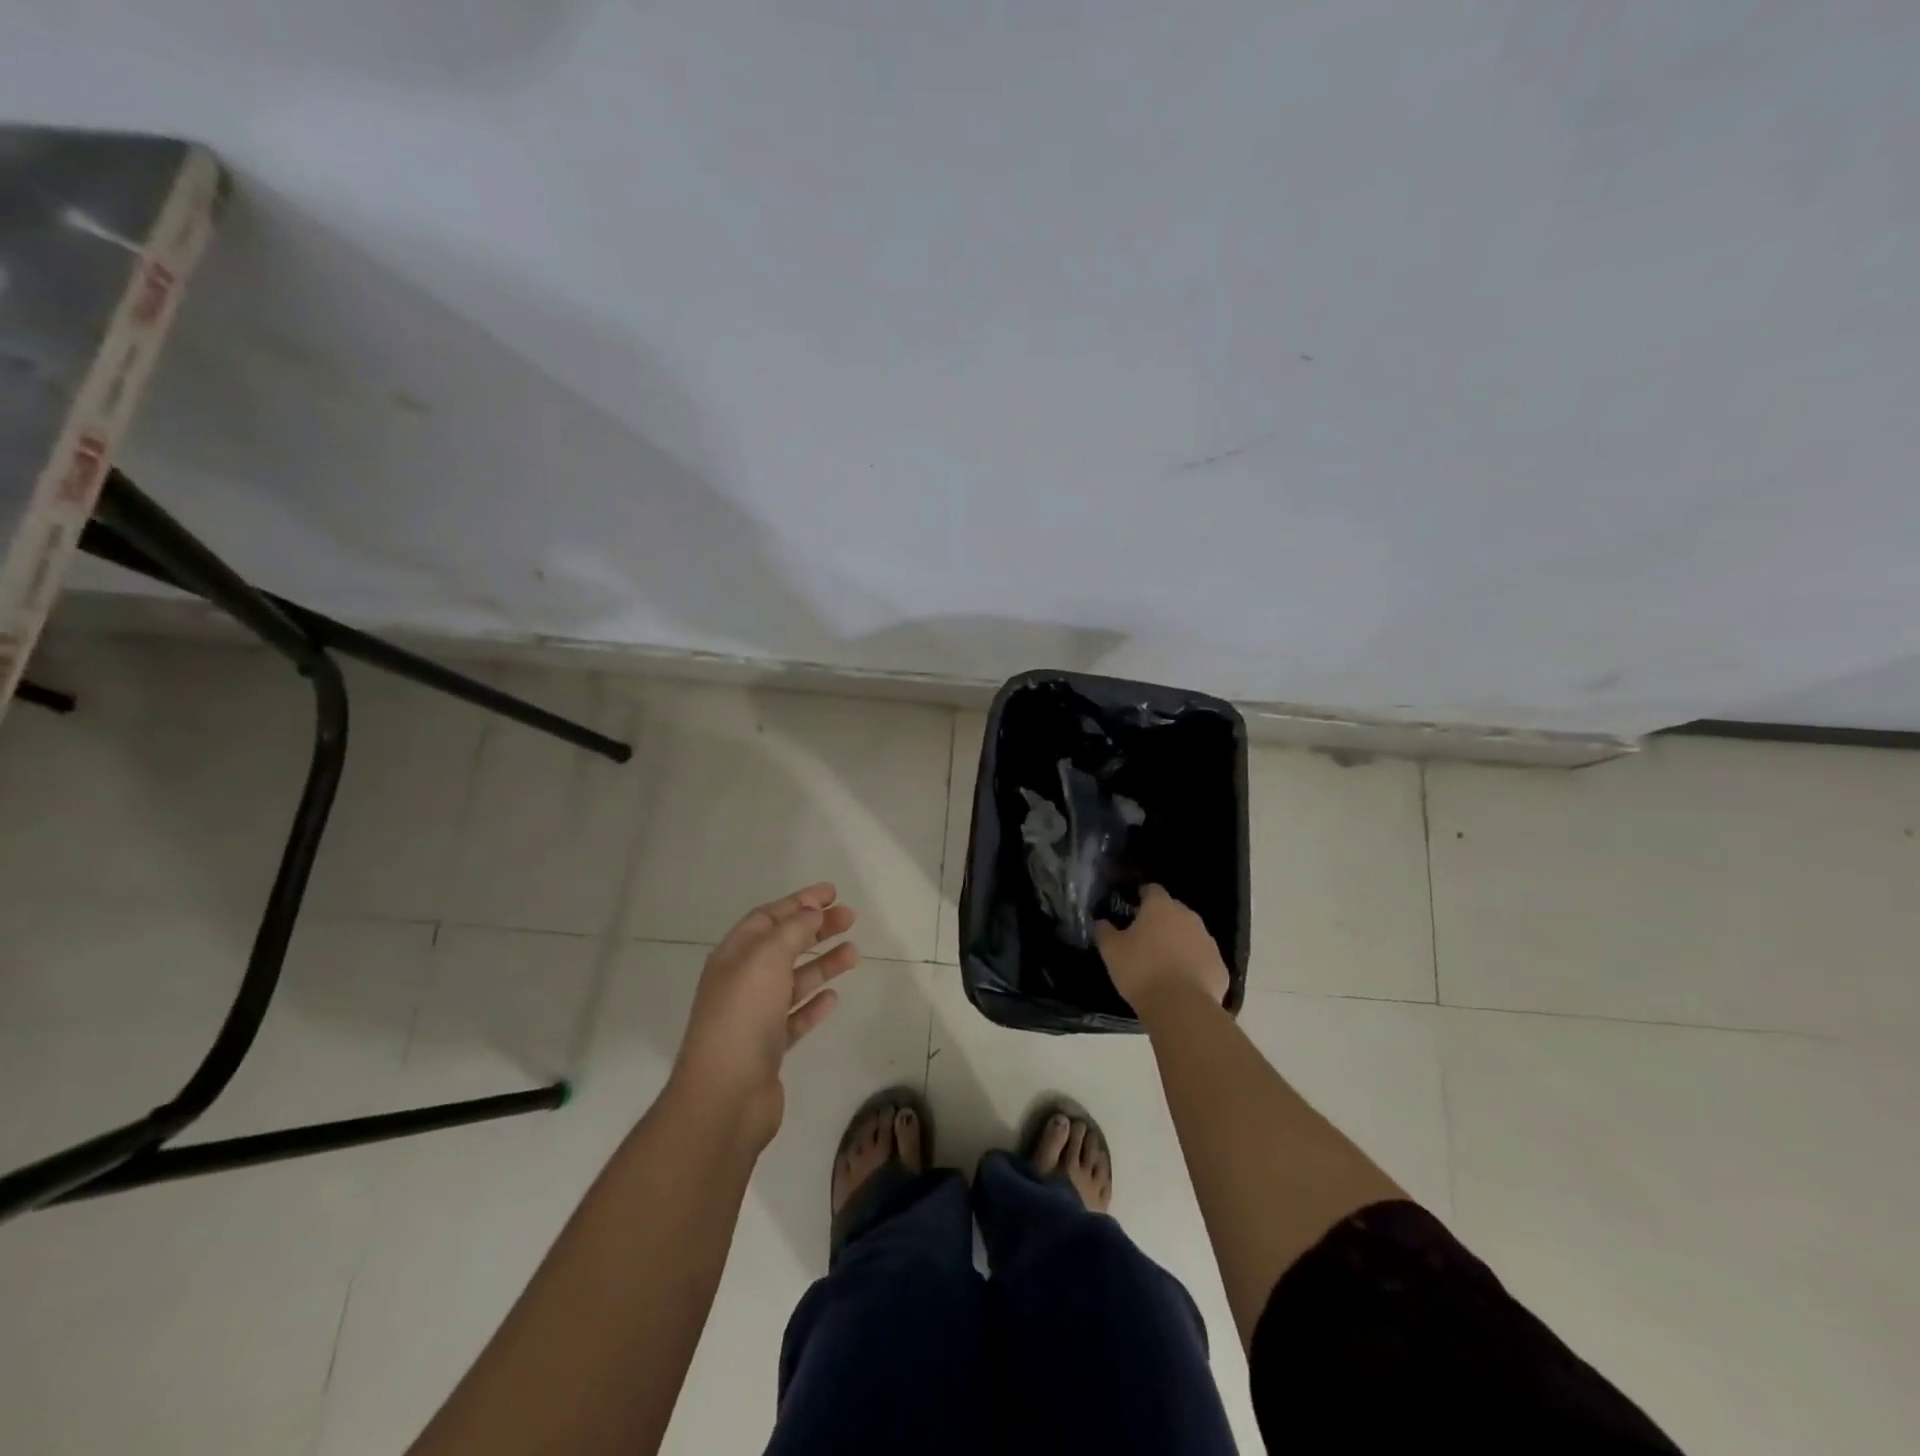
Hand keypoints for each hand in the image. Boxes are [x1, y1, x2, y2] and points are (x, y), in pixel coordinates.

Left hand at [672, 883, 859, 1144]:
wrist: (725, 1096)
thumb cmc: (743, 1016)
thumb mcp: (766, 959)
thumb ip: (792, 930)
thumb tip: (811, 910)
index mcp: (734, 956)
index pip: (768, 918)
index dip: (799, 902)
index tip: (832, 893)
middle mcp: (742, 982)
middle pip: (783, 946)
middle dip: (816, 929)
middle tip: (850, 917)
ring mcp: (754, 1017)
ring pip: (793, 980)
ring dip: (822, 964)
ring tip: (854, 953)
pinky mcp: (769, 1048)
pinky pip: (795, 1017)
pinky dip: (814, 1004)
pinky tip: (834, 998)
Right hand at [1094, 884, 1229, 1014]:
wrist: (1181, 1007)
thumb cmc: (1141, 971)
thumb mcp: (1111, 951)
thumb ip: (1104, 931)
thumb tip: (1100, 922)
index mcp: (1160, 907)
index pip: (1152, 890)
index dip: (1142, 897)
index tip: (1132, 909)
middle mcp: (1188, 917)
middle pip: (1173, 911)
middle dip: (1161, 920)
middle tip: (1145, 939)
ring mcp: (1208, 941)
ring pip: (1191, 935)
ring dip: (1179, 943)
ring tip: (1164, 963)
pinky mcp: (1220, 967)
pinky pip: (1203, 959)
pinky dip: (1194, 965)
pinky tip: (1182, 982)